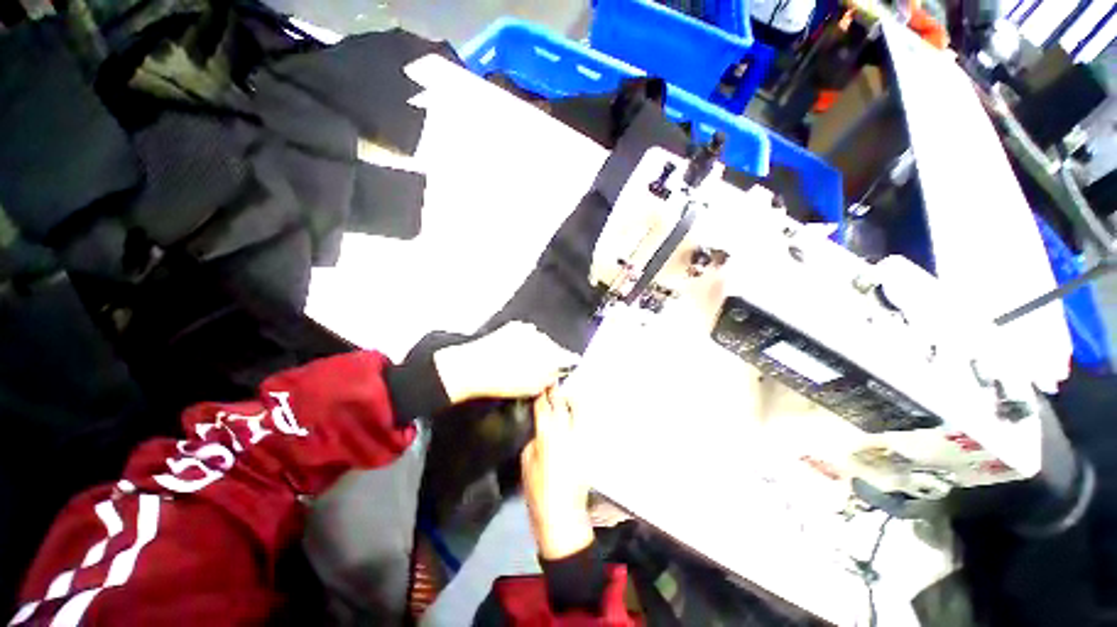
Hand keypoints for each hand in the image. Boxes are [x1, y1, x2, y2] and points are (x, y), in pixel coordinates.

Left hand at [434, 322, 576, 403]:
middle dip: (548, 356)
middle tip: (538, 369)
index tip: (569, 365)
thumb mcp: (533, 388)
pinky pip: (526, 333)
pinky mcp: (515, 326)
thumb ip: (550, 378)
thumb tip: (557, 373)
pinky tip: (513, 352)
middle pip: (553, 347)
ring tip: (521, 362)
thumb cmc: (503, 381)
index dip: (568, 363)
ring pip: (539, 339)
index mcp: (550, 354)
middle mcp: (543, 338)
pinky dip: (523, 341)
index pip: (568, 357)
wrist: (474, 367)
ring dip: (535, 348)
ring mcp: (528, 330)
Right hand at [521, 388, 593, 559]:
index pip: (544, 407)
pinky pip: (586, 425)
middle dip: (561, 393)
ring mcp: (582, 439)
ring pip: (581, 411)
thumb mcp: (526, 462)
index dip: (542, 395)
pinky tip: (577, 417)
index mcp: (548, 435)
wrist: (562, 515)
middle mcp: (567, 432)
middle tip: (557, 387)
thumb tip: (542, 428)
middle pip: (566, 404)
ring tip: (569, 398)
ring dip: (574, 402)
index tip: (541, 386)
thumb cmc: (538, 490)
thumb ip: (535, 439)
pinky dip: (581, 418)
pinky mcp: (590, 448)